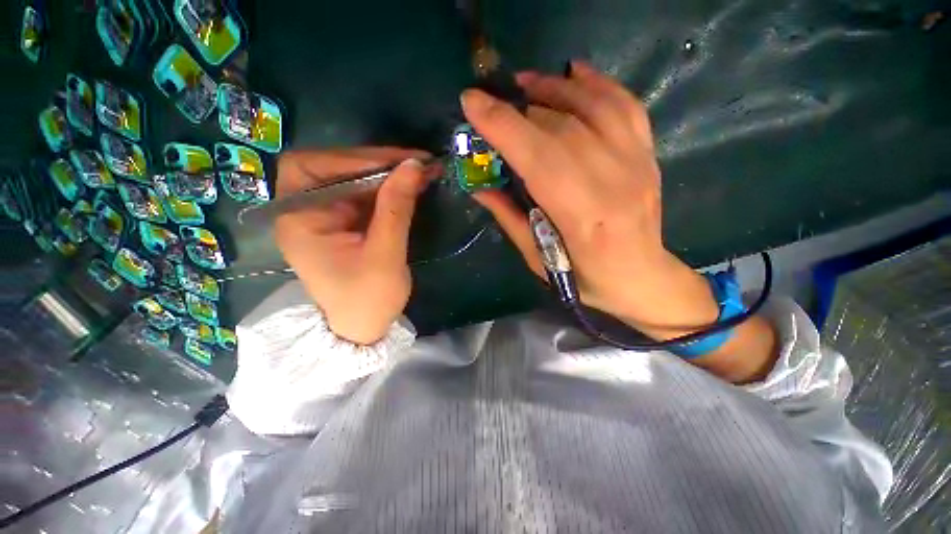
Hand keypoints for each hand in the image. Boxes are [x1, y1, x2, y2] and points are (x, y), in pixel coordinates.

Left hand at [275, 148, 432, 344]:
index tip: (397, 161)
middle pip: (334, 168)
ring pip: (355, 179)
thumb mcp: (385, 255)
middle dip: (376, 162)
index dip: (353, 158)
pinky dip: (390, 188)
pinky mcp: (346, 222)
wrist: (364, 328)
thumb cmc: (368, 299)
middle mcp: (306, 211)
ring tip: (422, 170)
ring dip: (389, 173)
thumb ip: (396, 208)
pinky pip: (366, 195)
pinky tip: (412, 185)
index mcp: (299, 220)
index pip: (313, 168)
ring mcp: (327, 215)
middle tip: (417, 161)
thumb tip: (414, 166)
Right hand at [461, 61, 719, 337]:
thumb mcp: (538, 258)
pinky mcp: (647, 155)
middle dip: (518, 108)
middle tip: (491, 100)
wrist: (640, 277)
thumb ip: (509, 218)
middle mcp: (614, 181)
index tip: (472, 102)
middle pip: (562, 128)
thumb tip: (479, 186)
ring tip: (525, 84)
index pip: (539, 158)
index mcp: (583, 216)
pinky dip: (597, 84)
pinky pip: (625, 106)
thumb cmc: (584, 278)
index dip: (503, 126)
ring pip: (593, 107)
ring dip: (554, 88)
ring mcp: (637, 163)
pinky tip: (573, 74)